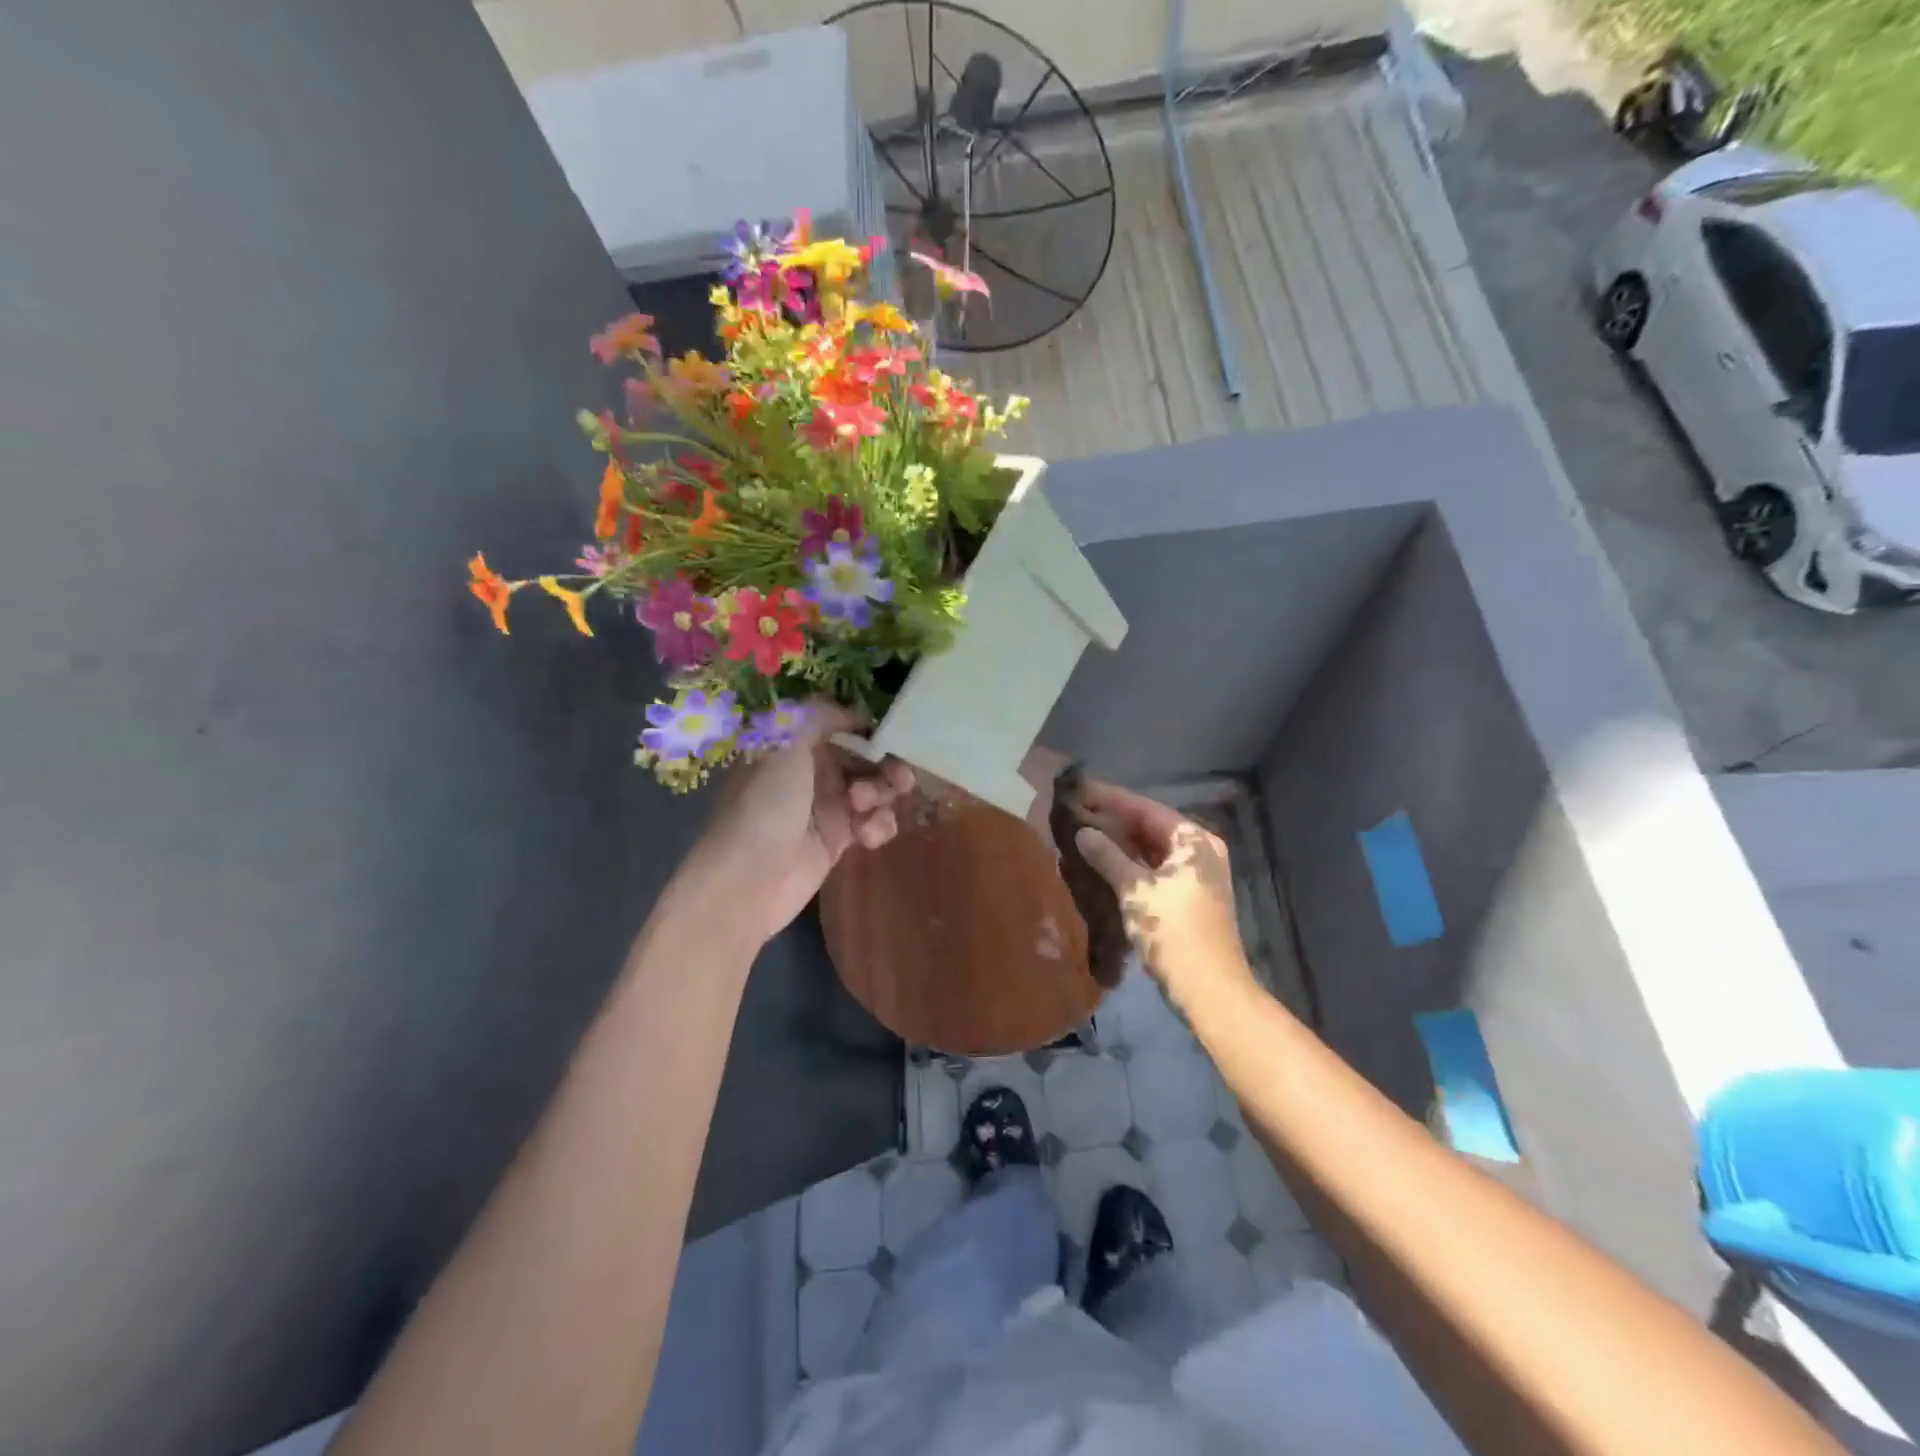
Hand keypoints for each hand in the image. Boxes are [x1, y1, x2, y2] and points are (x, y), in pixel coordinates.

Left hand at [696, 701, 914, 943]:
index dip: (868, 729)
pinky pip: (873, 823)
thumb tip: (853, 714)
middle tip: (899, 777)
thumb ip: (819, 715)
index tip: (892, 734)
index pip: (841, 726)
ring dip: (882, 795)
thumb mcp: (784, 743)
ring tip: (866, 808)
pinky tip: (867, 836)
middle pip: (864, 758)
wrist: (748, 881)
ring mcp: (827, 807)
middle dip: (885, 764)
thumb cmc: (765, 805)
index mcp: (795, 745)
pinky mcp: (839, 841)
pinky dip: (878, 826)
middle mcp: (812, 772)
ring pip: (874, 790)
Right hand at [1070, 781, 1253, 1002]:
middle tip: (1075, 812)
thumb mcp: (1136, 892)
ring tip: (1082, 834)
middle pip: (1149, 826)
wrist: (1211, 991)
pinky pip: (1153, 868)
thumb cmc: (1174, 933)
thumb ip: (1107, 856)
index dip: (1110, 799)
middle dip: (1113, 821)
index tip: (1079, 789)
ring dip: (1119, 843)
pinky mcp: (1187, 897)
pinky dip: (1129, 864)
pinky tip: (1102, 863)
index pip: (1145, 808)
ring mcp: (1195, 874)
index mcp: (1193, 840)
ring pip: (1150, 849)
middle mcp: (1199, 850)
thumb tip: (1083, 832)